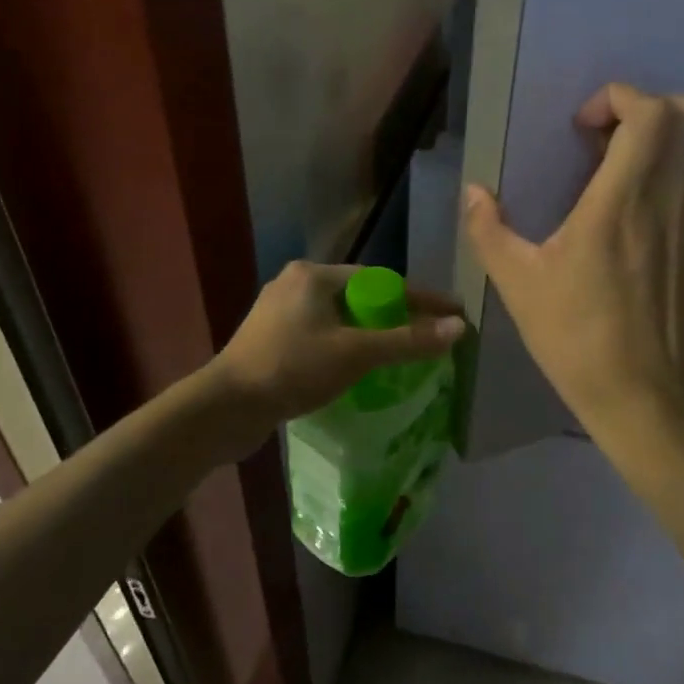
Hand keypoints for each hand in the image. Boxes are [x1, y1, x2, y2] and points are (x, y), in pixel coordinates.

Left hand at [209, 261, 464, 442]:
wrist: (225, 408)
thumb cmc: (293, 369)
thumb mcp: (357, 353)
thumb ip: (408, 340)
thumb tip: (458, 327)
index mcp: (314, 275)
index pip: (381, 280)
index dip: (420, 298)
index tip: (452, 312)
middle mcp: (295, 283)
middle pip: (360, 297)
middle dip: (395, 315)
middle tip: (427, 335)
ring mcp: (278, 312)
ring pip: (340, 318)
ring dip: (370, 333)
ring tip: (400, 352)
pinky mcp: (270, 339)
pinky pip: (321, 334)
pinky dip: (346, 345)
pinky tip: (358, 367)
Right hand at [463, 83, 683, 435]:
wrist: (649, 398)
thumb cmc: (578, 338)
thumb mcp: (519, 285)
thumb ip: (489, 230)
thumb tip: (473, 192)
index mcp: (625, 197)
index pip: (650, 110)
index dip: (617, 99)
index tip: (583, 131)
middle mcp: (676, 196)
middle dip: (648, 111)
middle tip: (606, 147)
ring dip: (664, 148)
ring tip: (621, 188)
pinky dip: (678, 184)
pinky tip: (644, 230)